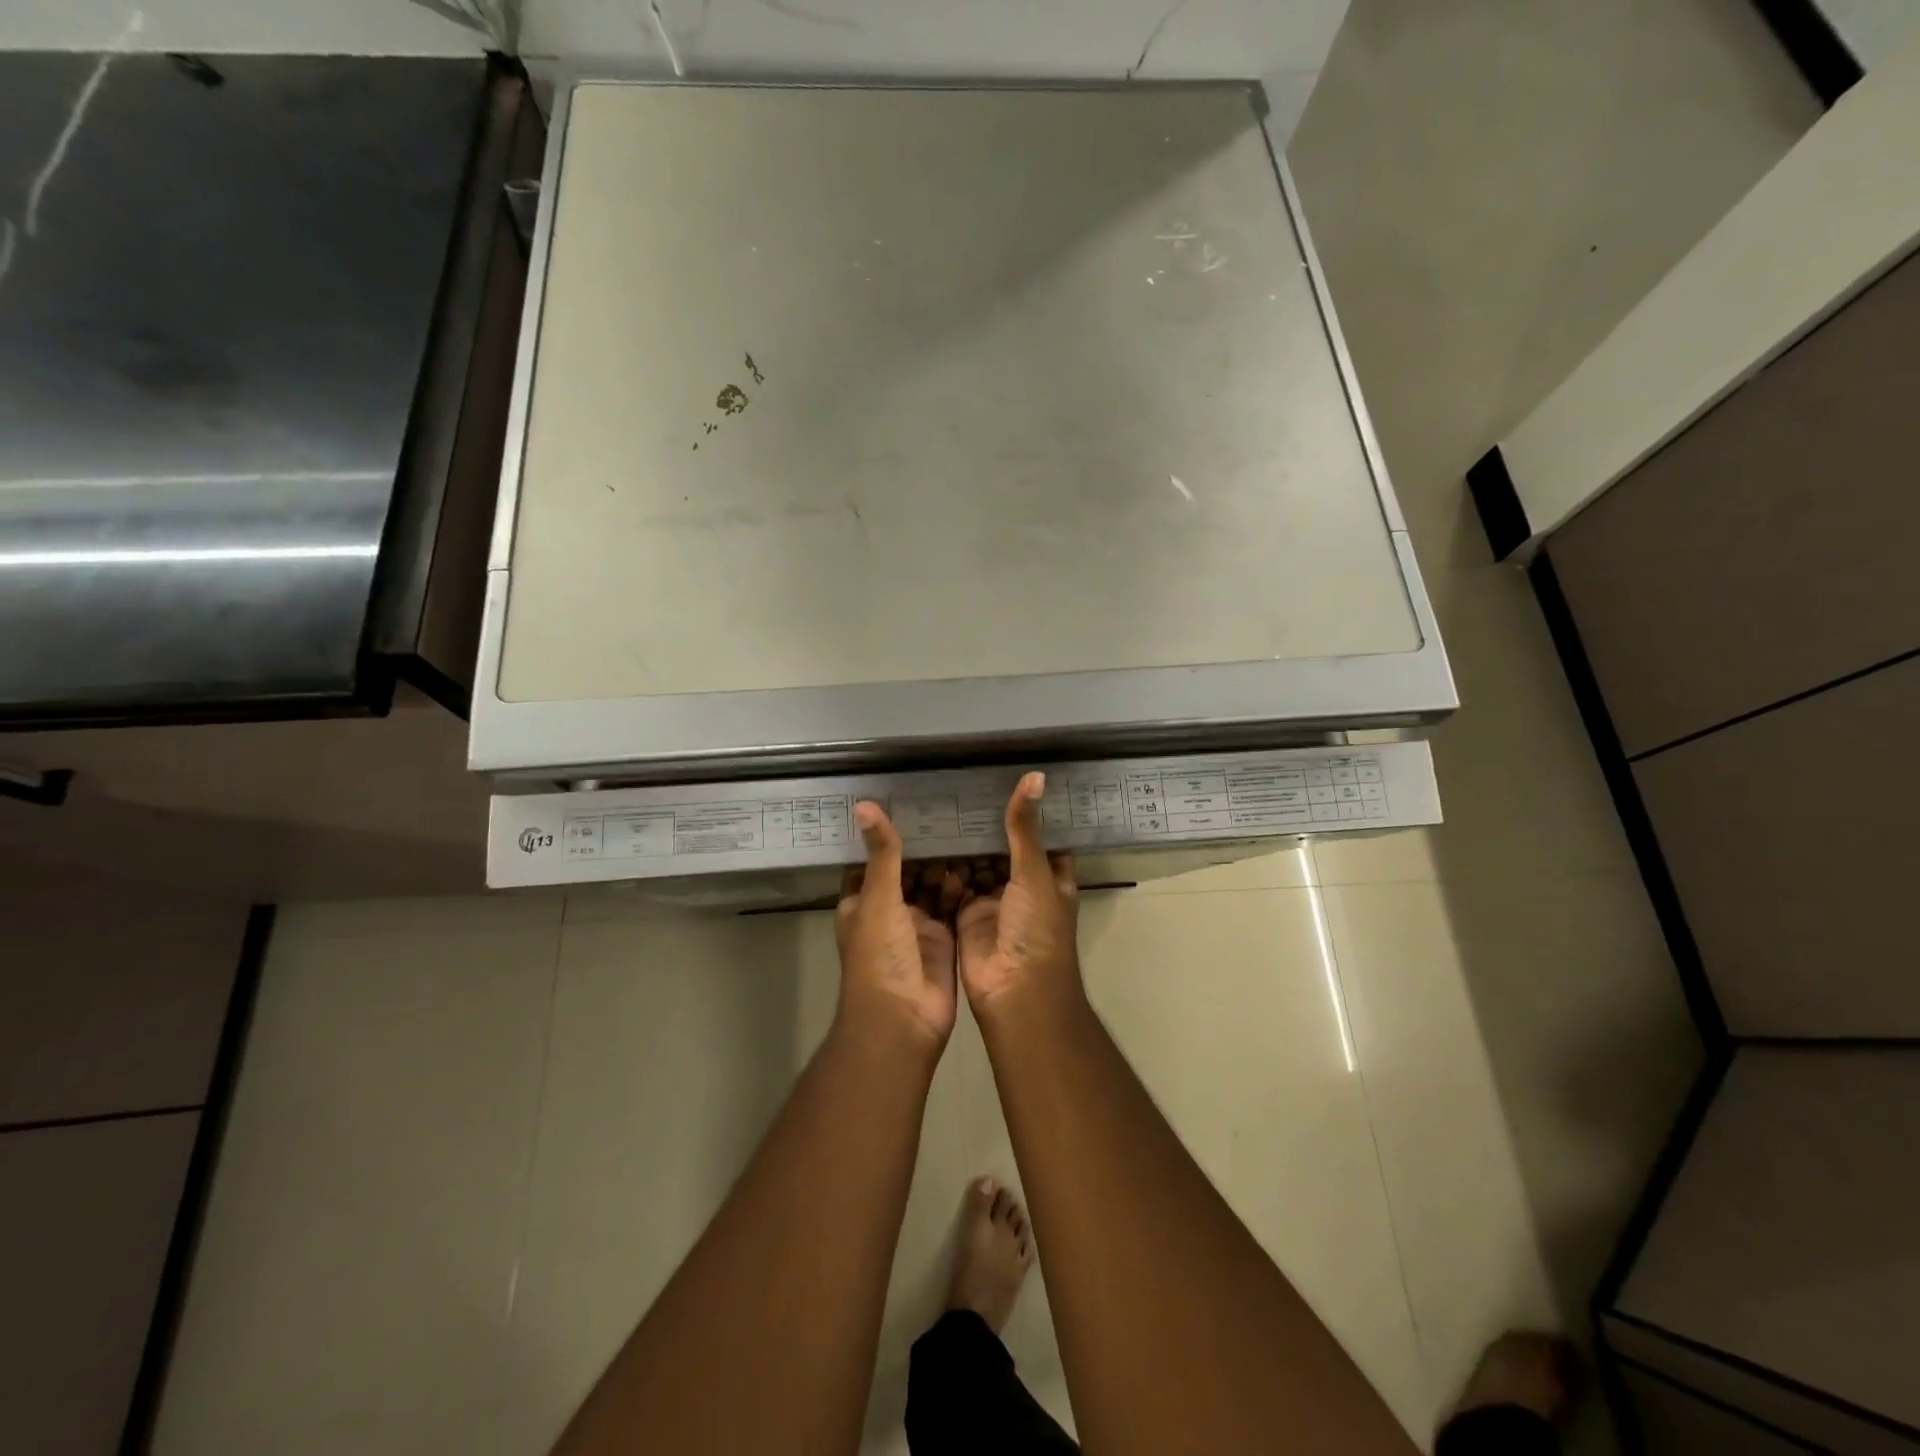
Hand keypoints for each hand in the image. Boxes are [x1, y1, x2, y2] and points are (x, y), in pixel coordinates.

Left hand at [835, 802, 959, 1058]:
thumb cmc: (880, 956)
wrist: (903, 1020)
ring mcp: (916, 928)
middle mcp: (888, 912)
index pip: (873, 860)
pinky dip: (962, 890)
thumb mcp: (878, 898)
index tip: (912, 803)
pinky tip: (978, 866)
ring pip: (932, 889)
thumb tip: (863, 805)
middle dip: (925, 849)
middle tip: (952, 813)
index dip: (889, 836)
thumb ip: (882, 853)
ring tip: (968, 833)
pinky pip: (953, 907)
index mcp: (862, 902)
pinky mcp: (943, 940)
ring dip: (946, 868)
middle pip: (907, 872)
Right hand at [957, 772, 1082, 1024]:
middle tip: (961, 783)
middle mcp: (1023, 887)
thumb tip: (1035, 776)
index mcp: (1050, 876)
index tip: (1008, 775)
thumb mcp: (1034, 872)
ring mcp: (994, 902)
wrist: (1015, 992)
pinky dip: (943, 869)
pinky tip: (926, 838)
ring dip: (963, 844)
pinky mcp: (966, 916)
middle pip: (1004, 848)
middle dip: (987, 824)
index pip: (1042, 836)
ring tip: (939, 803)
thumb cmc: (1037, 929)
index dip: (1029, 811)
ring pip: (977, 866)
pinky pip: (954, 886)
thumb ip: (1026, 828)